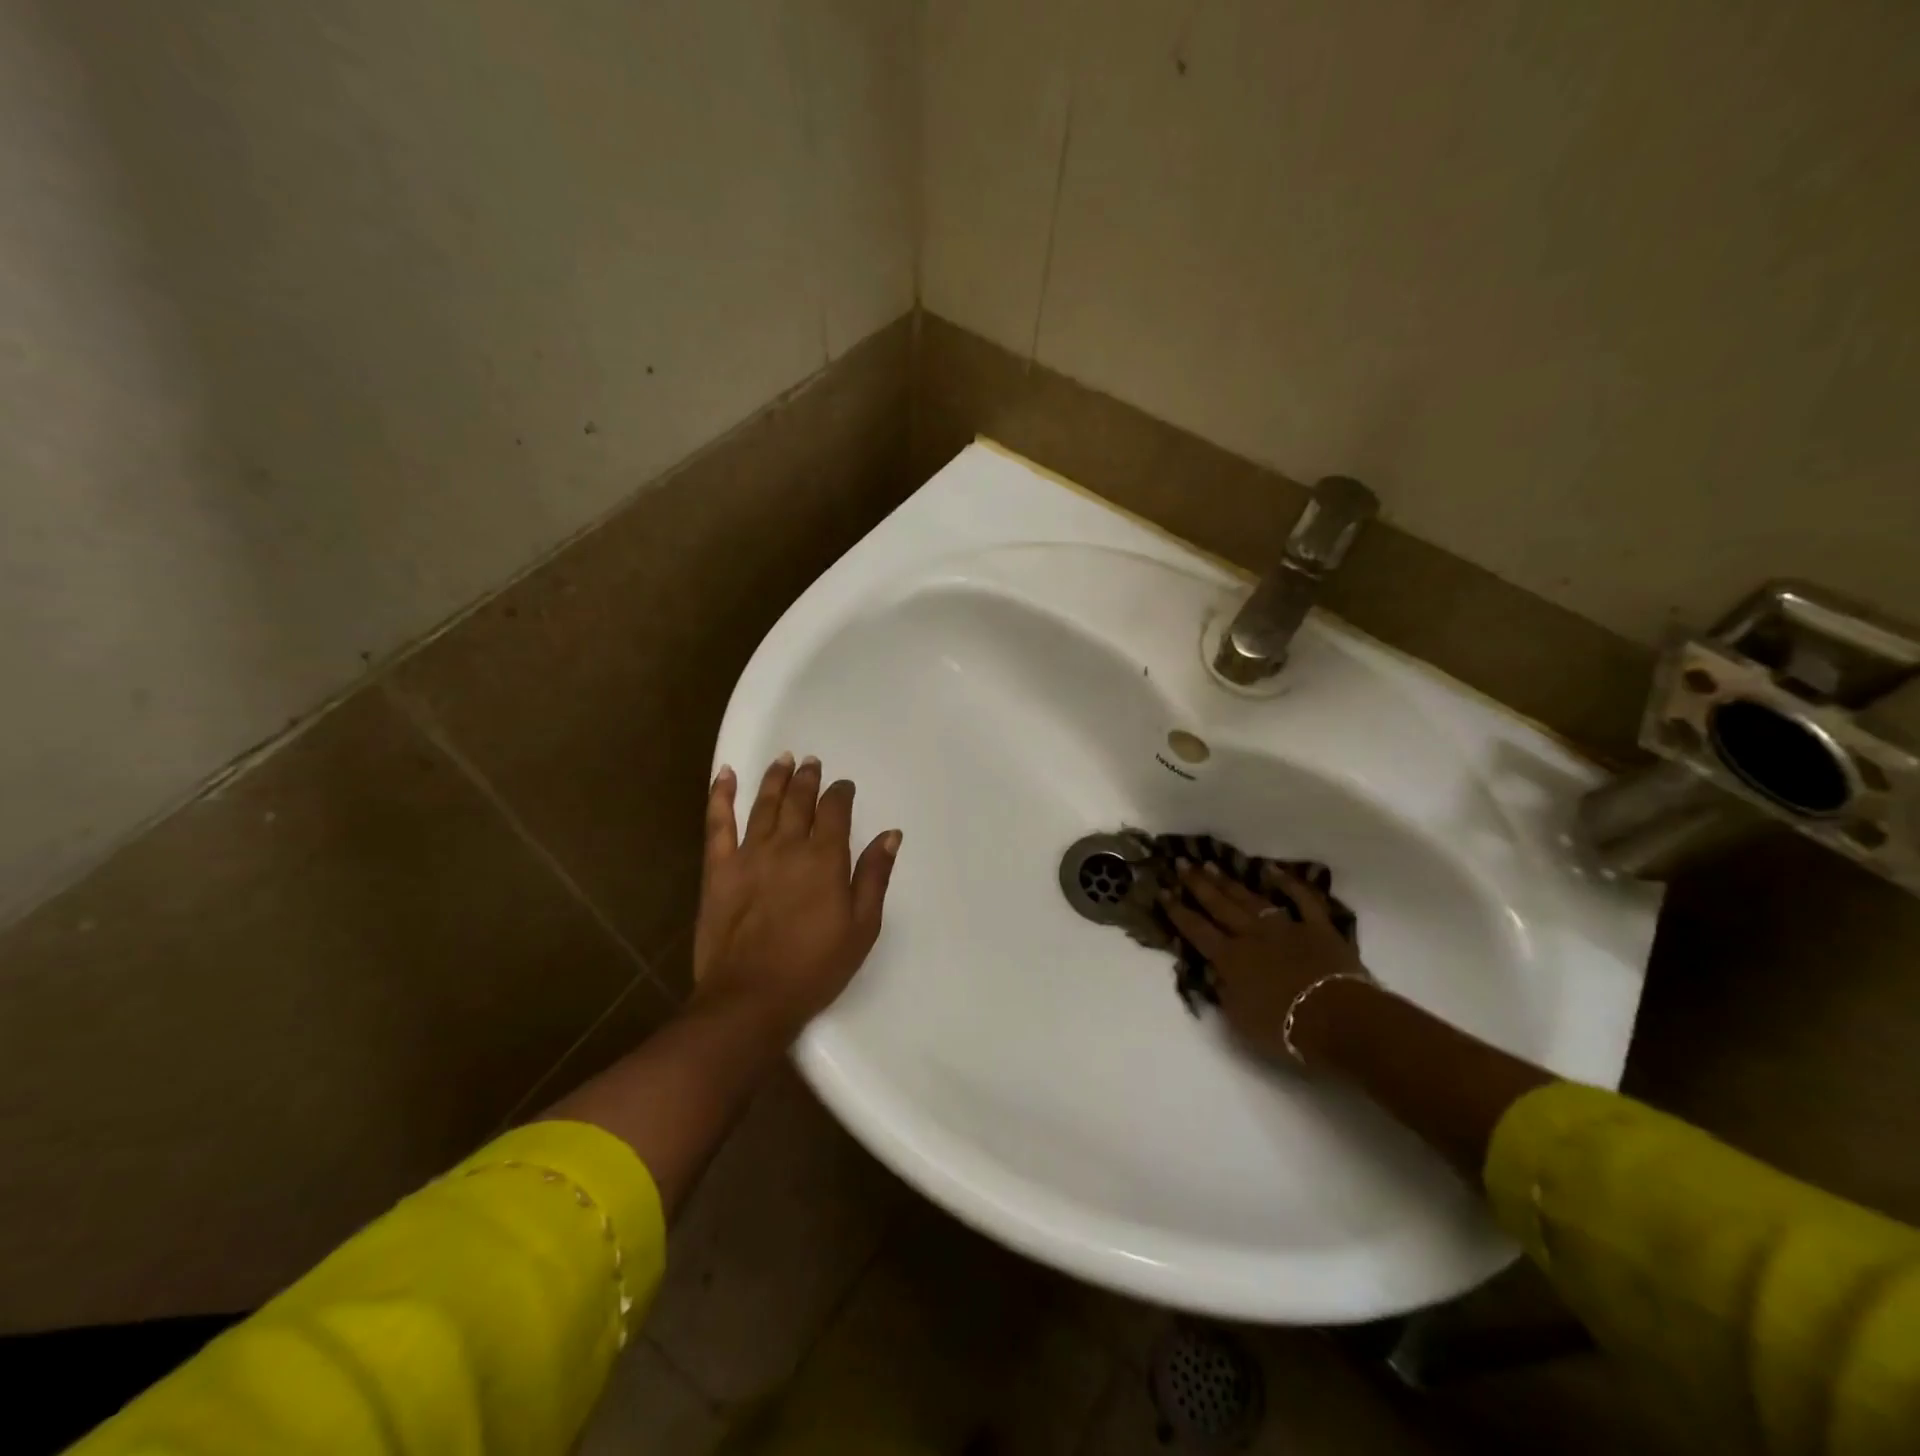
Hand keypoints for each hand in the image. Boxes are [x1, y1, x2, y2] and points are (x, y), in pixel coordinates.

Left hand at [691, 754, 901, 1030]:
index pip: (835, 811)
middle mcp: (788, 846)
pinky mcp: (718, 870)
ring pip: (764, 804)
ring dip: (775, 779)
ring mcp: (749, 855)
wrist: (751, 998)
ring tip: (783, 760)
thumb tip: (890, 834)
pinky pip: (718, 824)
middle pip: (799, 800)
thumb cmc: (815, 967)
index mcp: (825, 859)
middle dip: (808, 778)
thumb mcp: (862, 927)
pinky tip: (724, 775)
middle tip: (811, 762)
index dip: (840, 793)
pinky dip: (720, 796)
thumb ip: (874, 876)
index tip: (844, 786)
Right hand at [1160, 862, 1371, 1061]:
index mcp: (1230, 959)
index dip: (1177, 911)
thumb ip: (1224, 993)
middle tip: (1181, 863)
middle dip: (1198, 884)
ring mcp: (1285, 927)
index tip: (1162, 891)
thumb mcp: (1240, 1021)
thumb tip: (1214, 972)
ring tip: (1211, 865)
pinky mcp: (1318, 928)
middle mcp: (1252, 935)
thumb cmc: (1284, 1028)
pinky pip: (1302, 900)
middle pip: (1219, 906)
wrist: (1338, 1020)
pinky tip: (1272, 870)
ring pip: (1251, 899)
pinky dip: (1288, 884)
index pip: (1196, 930)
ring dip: (1230, 882)